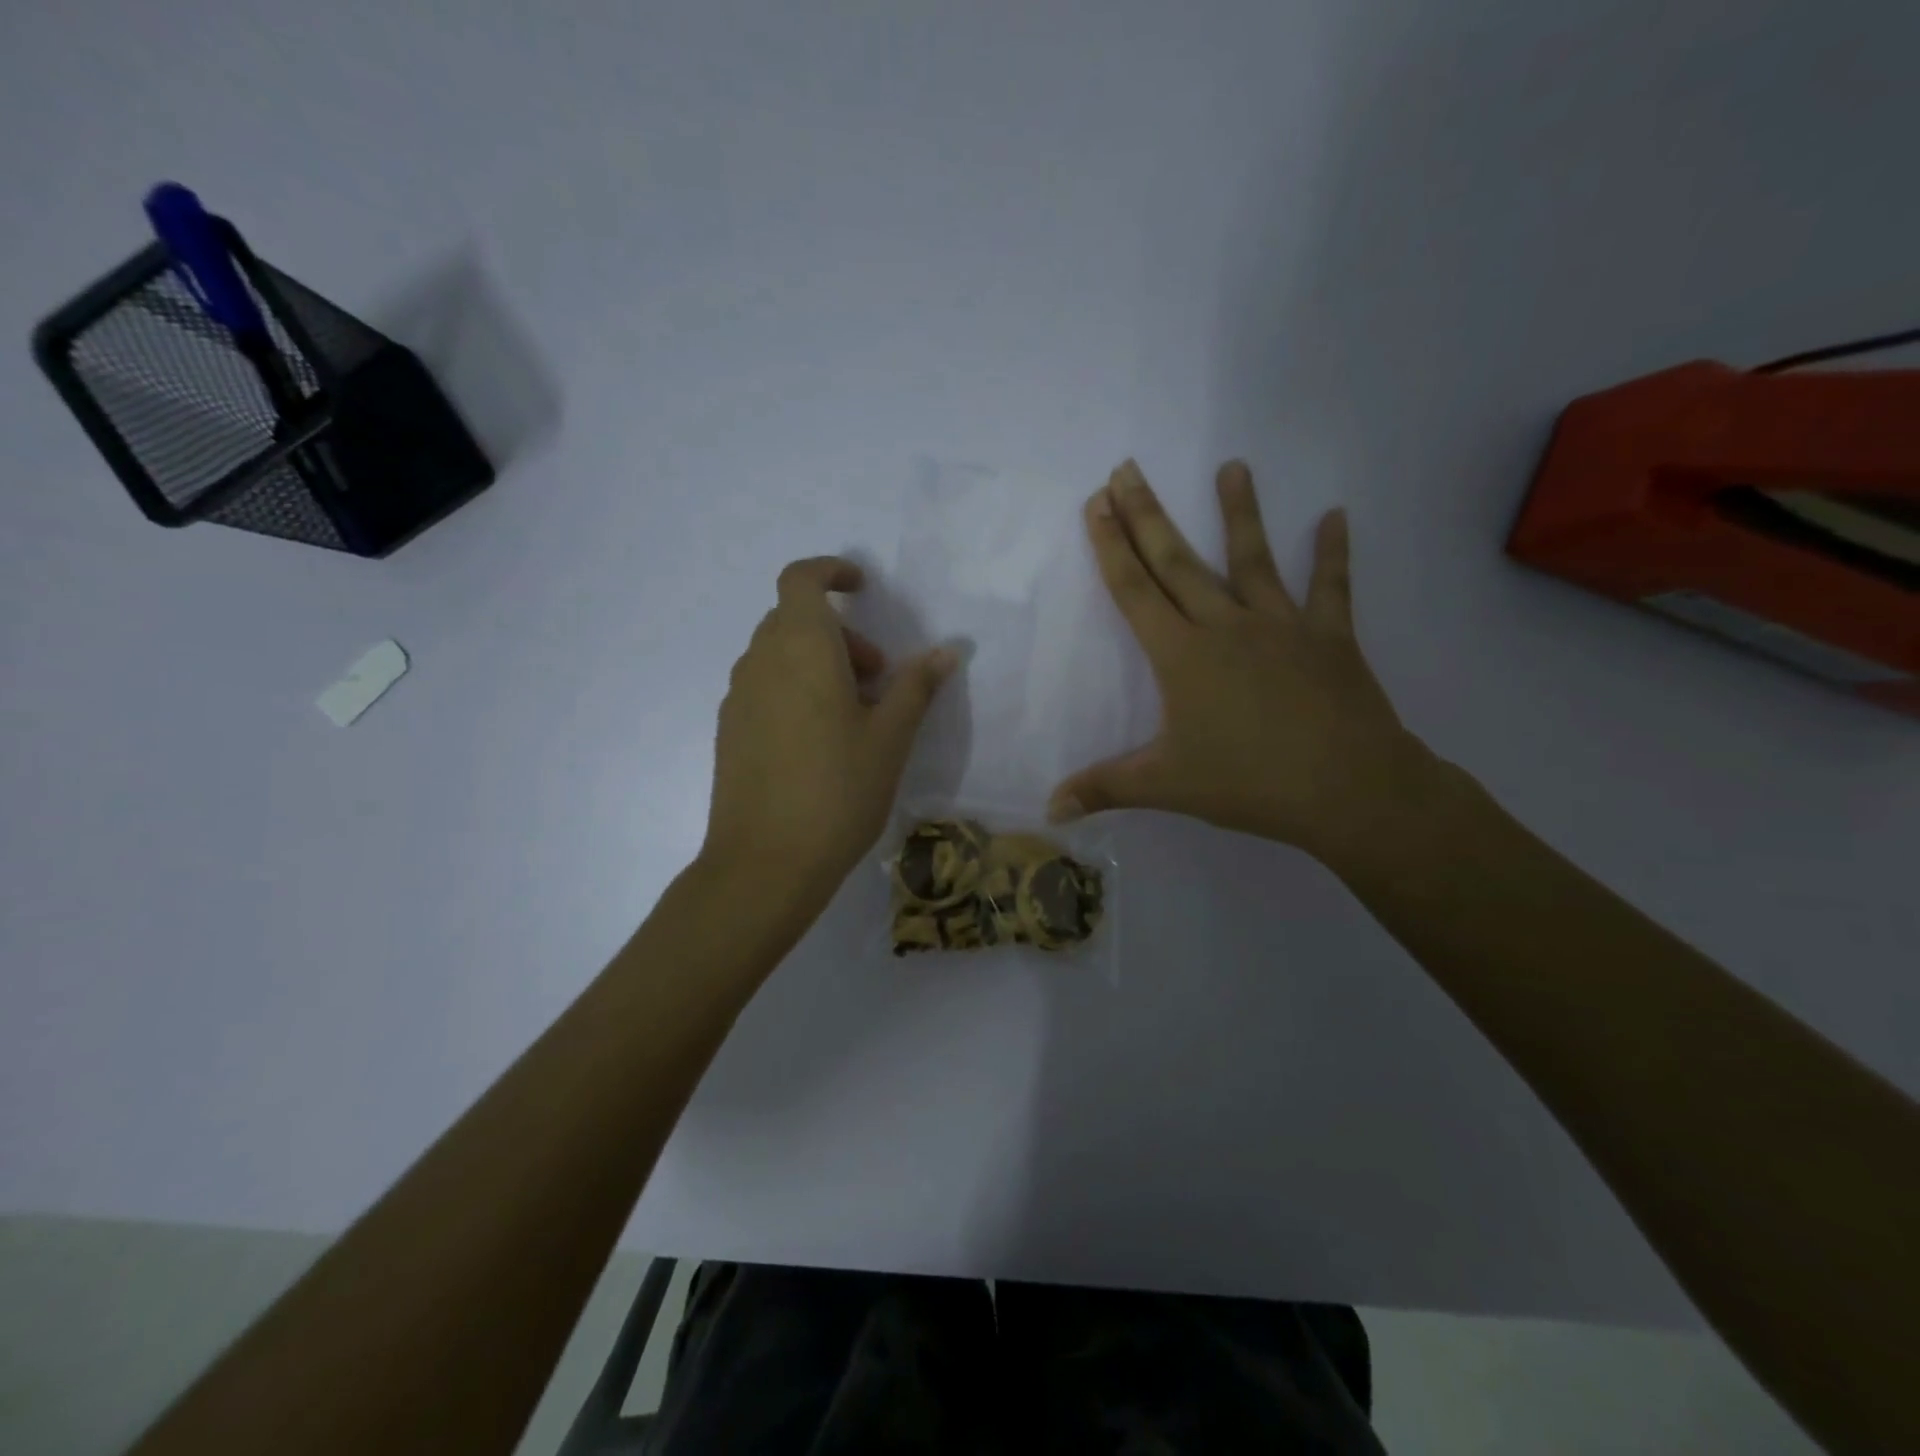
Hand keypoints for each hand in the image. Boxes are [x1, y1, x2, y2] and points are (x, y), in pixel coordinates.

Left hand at [703, 557, 957, 908]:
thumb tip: (946, 651)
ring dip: (818, 664)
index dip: (831, 572)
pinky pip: (765, 687)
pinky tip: (820, 742)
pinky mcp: (729, 730)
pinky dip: (795, 690)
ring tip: (855, 716)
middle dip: (841, 634)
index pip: (801, 579)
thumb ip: (916, 687)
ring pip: (779, 655)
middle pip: (795, 619)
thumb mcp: (890, 737)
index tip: (863, 589)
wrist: (764, 863)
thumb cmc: (837, 790)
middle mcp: (760, 661)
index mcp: (800, 648)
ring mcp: (738, 697)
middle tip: (878, 679)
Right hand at [1048, 460, 1423, 862]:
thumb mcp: (1165, 786)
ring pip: (1252, 560)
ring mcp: (1281, 626)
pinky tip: (1336, 515)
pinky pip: (1331, 588)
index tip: (1098, 502)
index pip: (1135, 591)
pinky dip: (1333, 553)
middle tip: (1127, 469)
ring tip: (1233, 466)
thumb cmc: (1248, 783)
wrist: (1348, 789)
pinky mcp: (1330, 637)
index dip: (1111, 546)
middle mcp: (1226, 626)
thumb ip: (1103, 789)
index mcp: (1182, 656)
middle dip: (1148, 515)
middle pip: (1177, 562)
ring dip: (1240, 512)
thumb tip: (1048, 810)